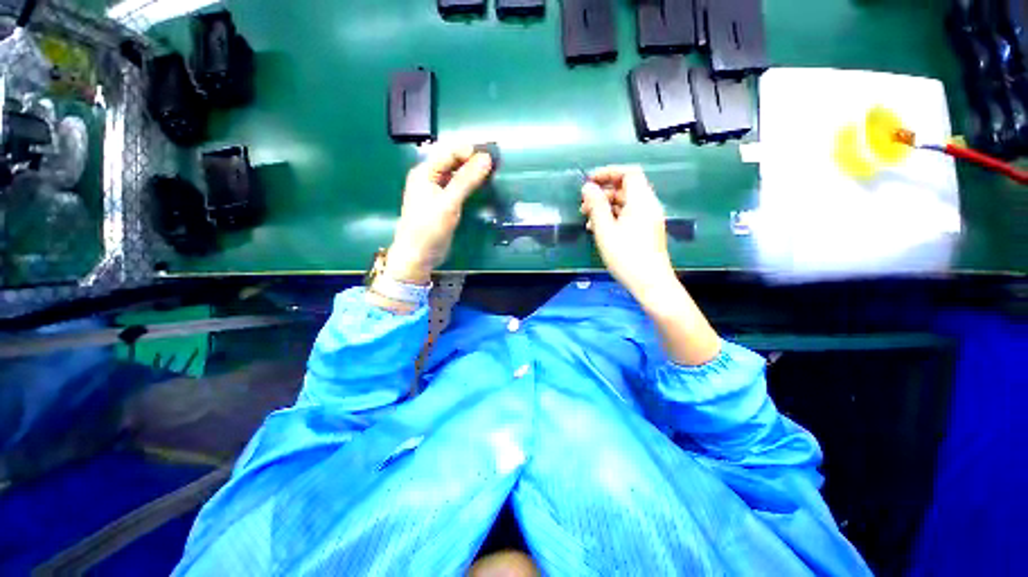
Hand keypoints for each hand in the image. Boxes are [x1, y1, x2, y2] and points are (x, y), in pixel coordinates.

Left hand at [387, 145, 492, 283]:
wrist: (418, 256)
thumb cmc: (429, 228)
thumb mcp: (449, 203)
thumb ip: (467, 180)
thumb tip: (486, 158)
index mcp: (425, 172)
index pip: (449, 152)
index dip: (470, 151)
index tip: (492, 156)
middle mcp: (429, 178)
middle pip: (452, 162)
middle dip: (472, 161)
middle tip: (495, 165)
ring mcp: (436, 191)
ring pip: (456, 175)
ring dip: (472, 173)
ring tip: (492, 173)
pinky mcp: (443, 204)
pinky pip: (458, 188)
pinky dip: (469, 186)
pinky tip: (481, 187)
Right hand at [580, 165, 676, 302]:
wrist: (651, 283)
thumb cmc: (626, 256)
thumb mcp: (605, 230)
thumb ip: (596, 206)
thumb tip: (588, 187)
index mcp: (641, 201)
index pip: (629, 173)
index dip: (608, 172)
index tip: (589, 181)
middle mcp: (648, 205)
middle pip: (626, 187)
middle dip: (603, 192)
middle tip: (584, 205)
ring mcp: (649, 219)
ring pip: (626, 203)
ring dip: (606, 206)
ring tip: (587, 219)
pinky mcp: (646, 230)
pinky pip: (629, 215)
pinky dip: (613, 217)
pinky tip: (599, 229)